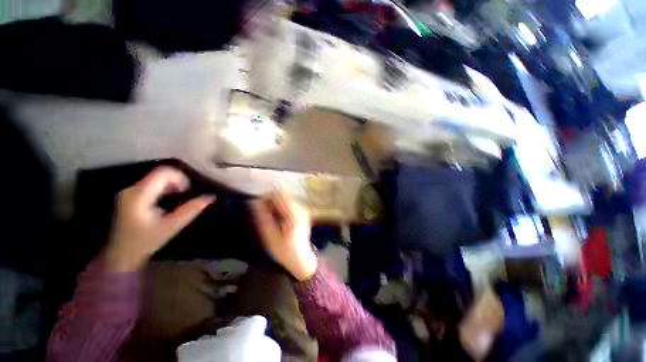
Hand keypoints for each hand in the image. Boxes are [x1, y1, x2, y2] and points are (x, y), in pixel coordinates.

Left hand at [104, 167, 214, 271]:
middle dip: (177, 181)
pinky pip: (151, 183)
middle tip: (186, 194)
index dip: (181, 177)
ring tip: (179, 197)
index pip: (163, 172)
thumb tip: (210, 197)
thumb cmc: (146, 241)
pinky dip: (164, 187)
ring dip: (171, 184)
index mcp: (140, 195)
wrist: (122, 254)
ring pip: (156, 177)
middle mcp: (132, 189)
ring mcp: (129, 191)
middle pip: (160, 173)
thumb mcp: (172, 226)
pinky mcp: (130, 195)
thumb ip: (191, 210)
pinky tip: (168, 199)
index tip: (189, 190)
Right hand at [252, 193, 316, 280]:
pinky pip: (289, 203)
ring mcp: (303, 209)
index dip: (266, 196)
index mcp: (293, 215)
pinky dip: (280, 206)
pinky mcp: (303, 211)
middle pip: (283, 194)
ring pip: (286, 197)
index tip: (258, 204)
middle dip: (271, 200)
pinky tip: (278, 217)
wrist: (301, 258)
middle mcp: (300, 209)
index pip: (279, 195)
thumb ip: (262, 218)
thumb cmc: (284, 251)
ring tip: (270, 216)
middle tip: (263, 212)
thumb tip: (254, 203)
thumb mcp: (270, 237)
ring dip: (275, 203)